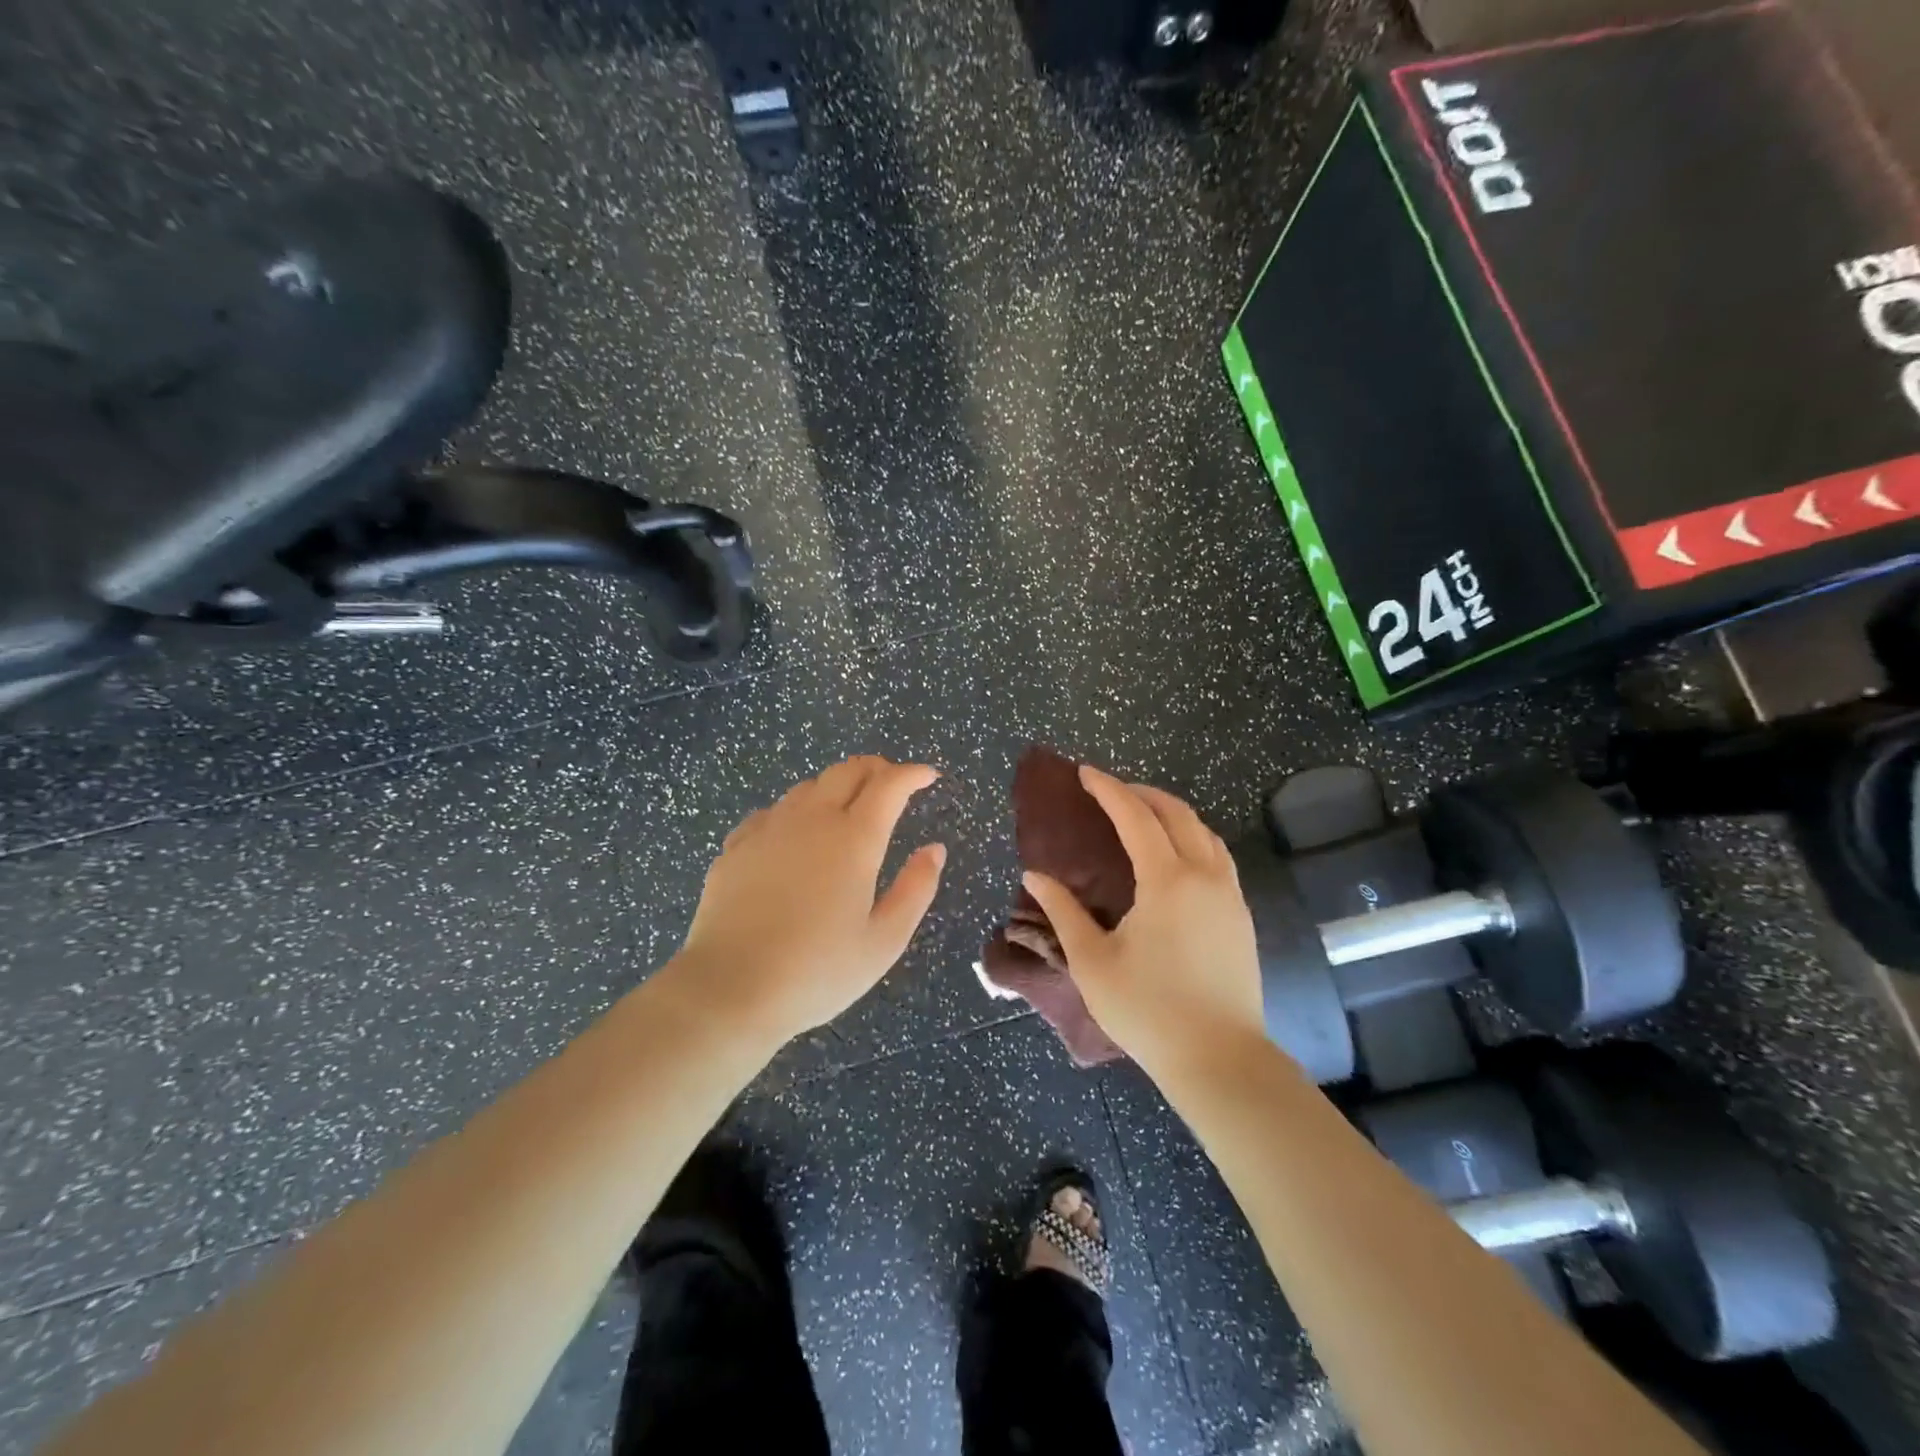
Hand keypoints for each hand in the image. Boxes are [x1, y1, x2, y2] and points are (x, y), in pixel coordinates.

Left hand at [667, 757, 946, 1045]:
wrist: (729, 990)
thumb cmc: (817, 972)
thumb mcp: (884, 941)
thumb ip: (916, 889)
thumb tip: (934, 849)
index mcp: (855, 839)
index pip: (889, 785)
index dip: (912, 773)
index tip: (928, 775)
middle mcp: (812, 820)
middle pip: (847, 771)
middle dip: (876, 768)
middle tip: (892, 783)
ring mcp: (769, 829)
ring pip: (808, 787)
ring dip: (836, 787)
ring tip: (848, 808)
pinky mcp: (736, 846)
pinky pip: (773, 812)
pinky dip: (796, 812)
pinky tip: (795, 836)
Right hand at [1023, 767, 1264, 1077]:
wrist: (1219, 1059)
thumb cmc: (1148, 1010)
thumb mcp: (1092, 961)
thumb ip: (1063, 911)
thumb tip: (1035, 876)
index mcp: (1167, 881)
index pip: (1136, 816)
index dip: (1108, 789)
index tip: (1085, 773)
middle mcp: (1204, 876)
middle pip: (1177, 813)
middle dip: (1142, 793)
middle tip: (1110, 790)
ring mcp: (1229, 895)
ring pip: (1204, 832)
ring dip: (1172, 813)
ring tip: (1143, 815)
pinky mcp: (1241, 916)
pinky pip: (1217, 856)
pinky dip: (1193, 838)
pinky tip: (1175, 856)